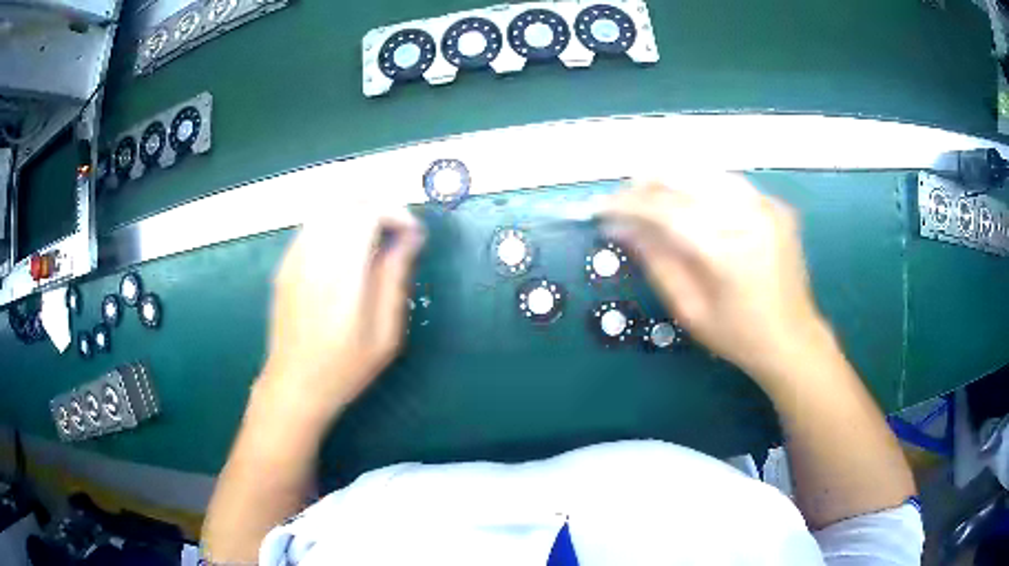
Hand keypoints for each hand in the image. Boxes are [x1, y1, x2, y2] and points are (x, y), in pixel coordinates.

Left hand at [258, 203, 424, 427]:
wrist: (293, 385)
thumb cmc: (344, 368)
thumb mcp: (384, 334)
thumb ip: (395, 279)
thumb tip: (411, 237)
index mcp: (342, 276)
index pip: (367, 213)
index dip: (396, 213)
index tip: (412, 234)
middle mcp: (314, 257)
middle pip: (347, 202)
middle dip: (379, 207)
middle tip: (397, 232)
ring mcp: (294, 258)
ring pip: (328, 208)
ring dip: (357, 212)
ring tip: (375, 238)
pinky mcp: (285, 264)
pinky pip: (313, 225)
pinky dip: (336, 223)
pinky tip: (346, 251)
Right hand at [600, 174, 826, 384]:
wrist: (793, 339)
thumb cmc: (739, 337)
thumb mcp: (690, 310)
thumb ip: (657, 262)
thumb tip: (622, 228)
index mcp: (727, 251)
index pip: (666, 210)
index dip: (628, 204)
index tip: (601, 208)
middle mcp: (749, 217)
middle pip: (686, 179)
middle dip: (647, 184)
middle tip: (623, 201)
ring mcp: (767, 207)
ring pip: (707, 173)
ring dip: (673, 180)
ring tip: (650, 197)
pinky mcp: (776, 207)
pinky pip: (730, 185)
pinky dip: (702, 187)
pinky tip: (690, 202)